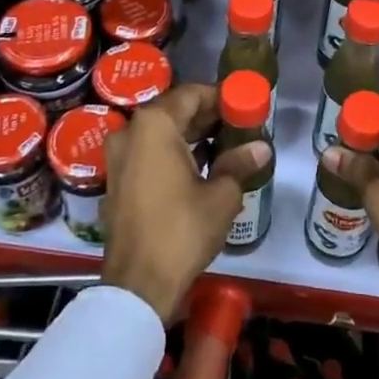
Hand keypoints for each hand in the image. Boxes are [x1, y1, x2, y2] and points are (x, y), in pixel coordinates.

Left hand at [101, 84, 267, 321]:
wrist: (138, 284)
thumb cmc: (182, 230)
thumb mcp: (221, 195)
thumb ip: (239, 163)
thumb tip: (261, 148)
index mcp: (154, 125)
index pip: (191, 94)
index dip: (220, 97)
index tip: (244, 106)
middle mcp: (130, 131)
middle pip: (174, 111)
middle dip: (207, 116)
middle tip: (239, 126)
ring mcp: (118, 156)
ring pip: (160, 133)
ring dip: (191, 136)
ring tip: (226, 146)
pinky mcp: (116, 180)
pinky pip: (148, 153)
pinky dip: (173, 153)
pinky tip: (201, 166)